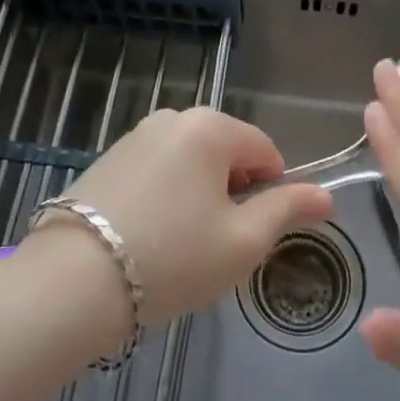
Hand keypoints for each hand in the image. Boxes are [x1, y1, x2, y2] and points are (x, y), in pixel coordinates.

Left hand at [40, 106, 332, 327]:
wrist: (73, 282)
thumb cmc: (173, 258)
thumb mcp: (243, 241)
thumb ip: (288, 210)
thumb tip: (326, 195)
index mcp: (210, 127)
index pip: (265, 150)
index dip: (272, 192)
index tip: (252, 234)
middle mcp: (172, 118)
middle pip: (226, 153)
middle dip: (232, 193)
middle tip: (215, 244)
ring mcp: (135, 136)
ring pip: (190, 164)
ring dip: (198, 196)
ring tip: (180, 245)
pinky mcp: (107, 159)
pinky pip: (157, 171)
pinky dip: (166, 197)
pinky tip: (149, 237)